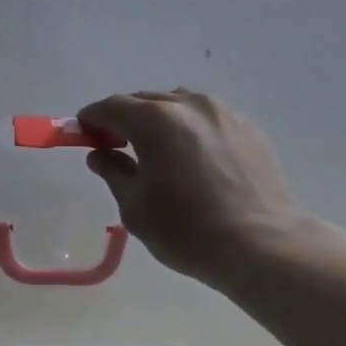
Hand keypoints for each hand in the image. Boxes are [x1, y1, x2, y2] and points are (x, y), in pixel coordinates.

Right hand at [77, 89, 303, 284]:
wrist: (262, 244)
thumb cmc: (187, 230)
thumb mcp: (136, 207)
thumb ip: (114, 172)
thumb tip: (100, 155)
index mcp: (156, 121)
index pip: (112, 107)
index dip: (92, 117)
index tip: (83, 132)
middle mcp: (190, 105)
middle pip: (146, 100)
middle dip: (125, 118)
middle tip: (115, 144)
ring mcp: (224, 113)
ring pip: (180, 105)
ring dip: (160, 120)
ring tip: (157, 149)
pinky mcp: (249, 128)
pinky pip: (208, 118)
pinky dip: (190, 129)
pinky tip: (192, 158)